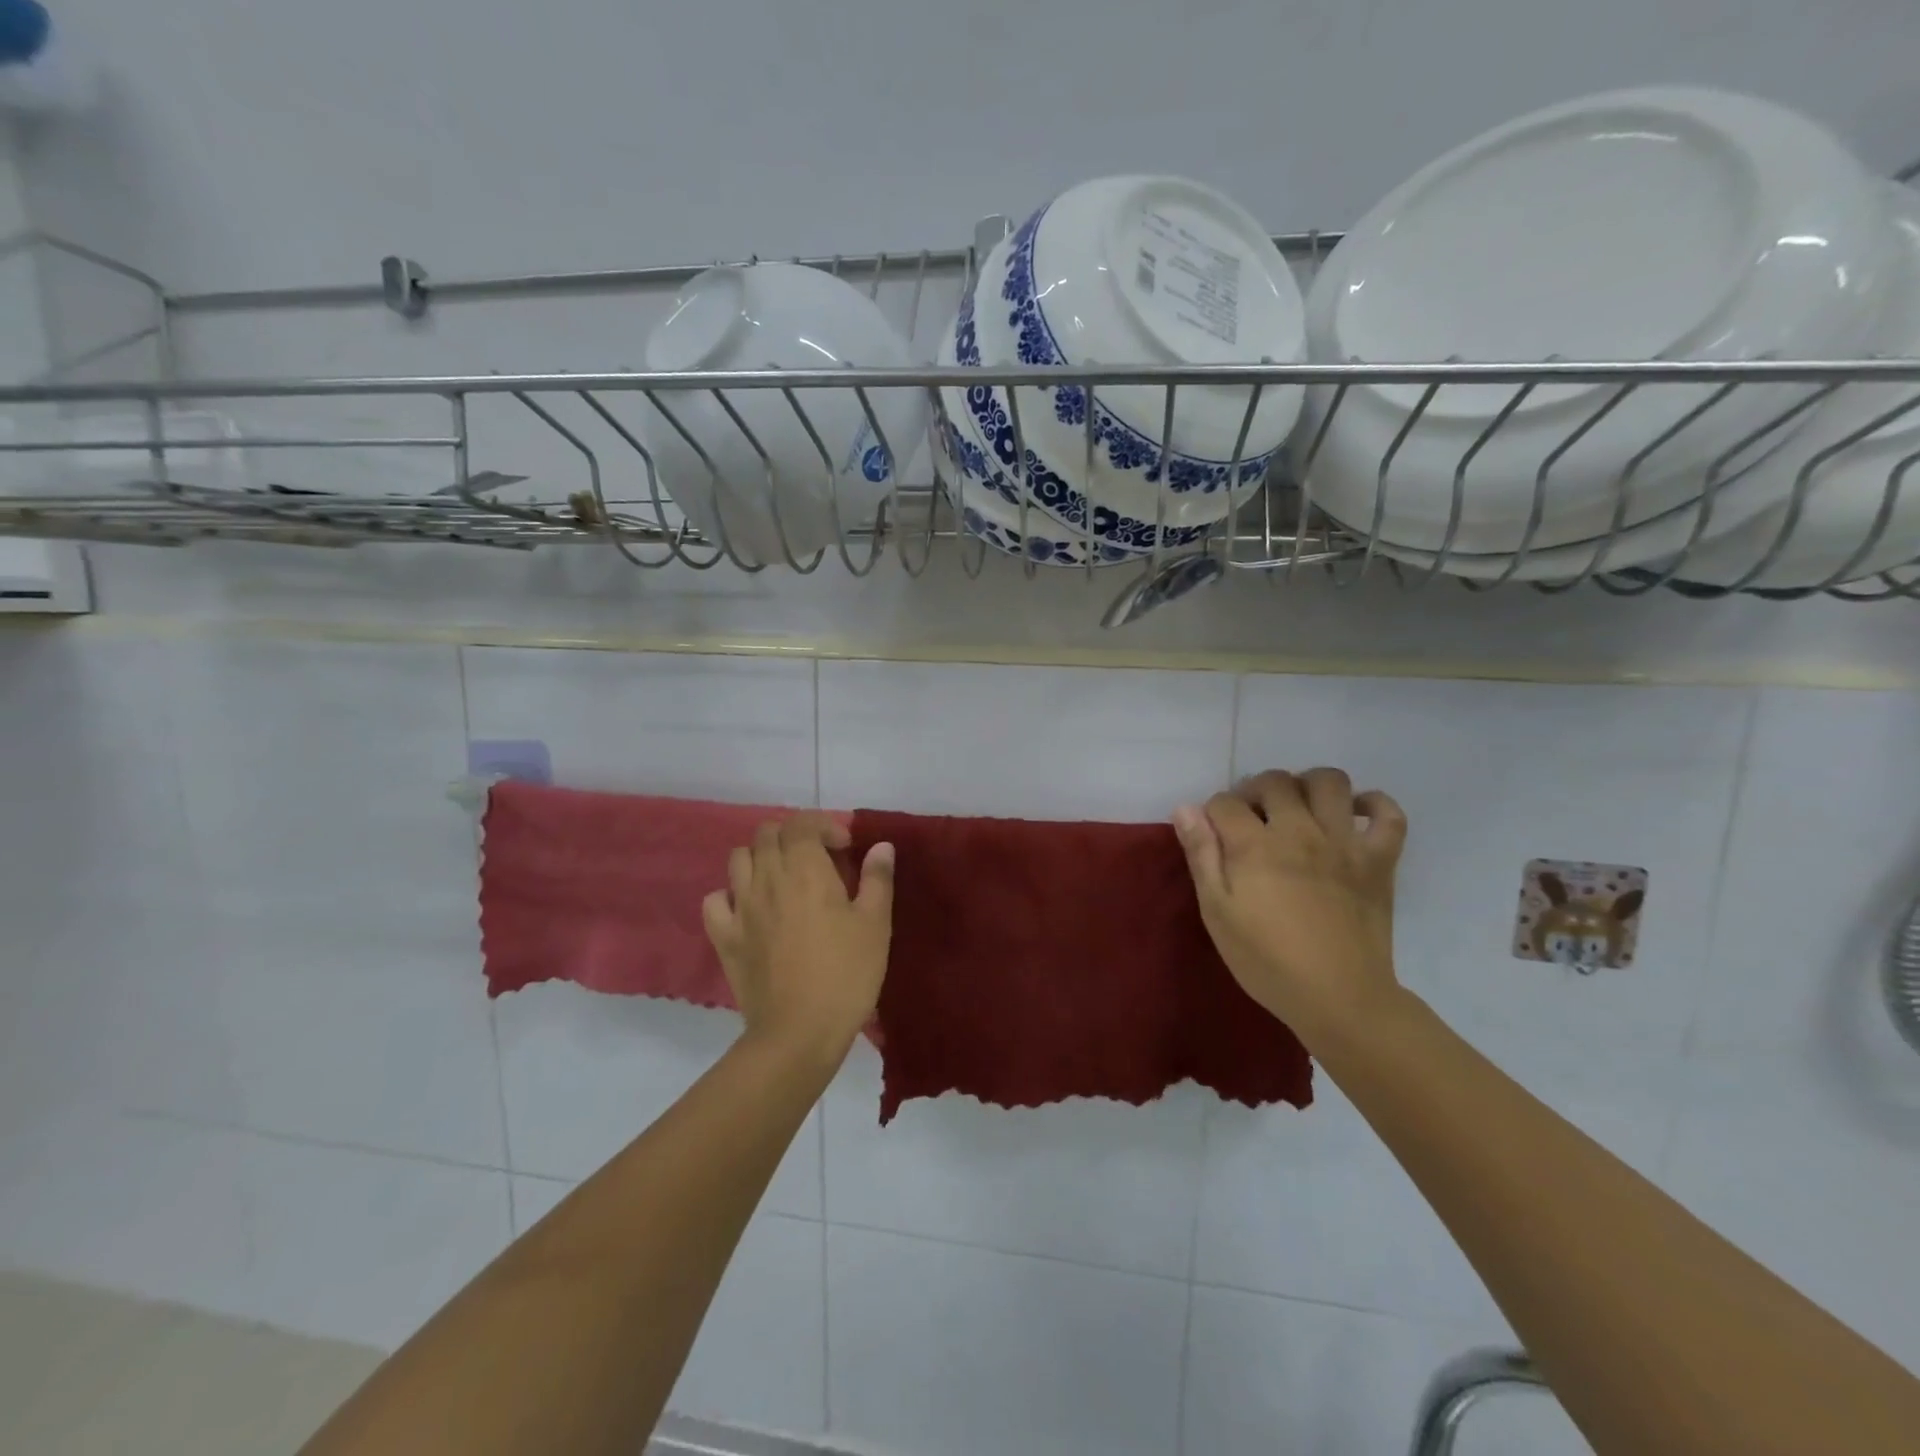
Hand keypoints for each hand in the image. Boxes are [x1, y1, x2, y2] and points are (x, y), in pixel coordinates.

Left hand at [702, 814, 894, 1064]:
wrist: (798, 1032)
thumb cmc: (846, 974)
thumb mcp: (876, 925)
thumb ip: (877, 879)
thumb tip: (881, 846)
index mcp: (806, 870)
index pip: (802, 823)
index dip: (824, 825)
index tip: (845, 848)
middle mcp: (767, 878)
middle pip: (767, 834)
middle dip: (793, 836)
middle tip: (817, 859)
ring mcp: (740, 907)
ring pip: (738, 859)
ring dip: (761, 858)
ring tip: (783, 879)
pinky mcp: (724, 937)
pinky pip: (715, 900)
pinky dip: (729, 895)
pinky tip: (749, 909)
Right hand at [1173, 769, 1406, 1043]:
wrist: (1339, 998)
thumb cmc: (1266, 960)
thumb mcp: (1217, 912)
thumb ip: (1201, 856)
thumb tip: (1186, 809)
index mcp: (1255, 845)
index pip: (1225, 802)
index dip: (1213, 813)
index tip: (1214, 834)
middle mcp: (1300, 831)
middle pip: (1275, 782)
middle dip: (1255, 791)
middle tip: (1252, 819)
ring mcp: (1345, 842)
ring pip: (1329, 781)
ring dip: (1307, 785)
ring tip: (1298, 809)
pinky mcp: (1380, 859)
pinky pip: (1388, 813)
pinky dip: (1373, 803)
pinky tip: (1353, 814)